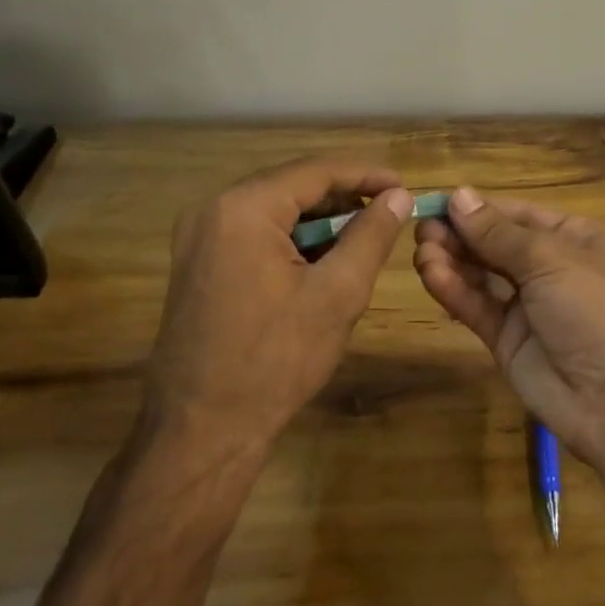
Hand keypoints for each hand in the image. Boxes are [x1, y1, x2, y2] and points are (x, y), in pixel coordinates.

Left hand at [143, 159, 412, 456]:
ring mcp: (199, 237)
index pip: (317, 171)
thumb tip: (399, 197)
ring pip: (277, 209)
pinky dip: (294, 238)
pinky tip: (323, 261)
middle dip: (344, 197)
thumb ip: (372, 235)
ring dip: (321, 219)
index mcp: (242, 208)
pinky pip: (256, 231)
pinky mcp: (199, 262)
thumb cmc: (275, 361)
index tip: (405, 187)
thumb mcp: (338, 293)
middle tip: (388, 213)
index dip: (367, 175)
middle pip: (294, 185)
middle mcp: (213, 209)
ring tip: (363, 238)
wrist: (200, 434)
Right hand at [413, 187, 604, 463]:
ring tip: (421, 251)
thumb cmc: (595, 307)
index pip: (518, 215)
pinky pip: (478, 308)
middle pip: (496, 244)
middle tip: (421, 228)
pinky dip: (455, 291)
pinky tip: (431, 275)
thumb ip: (498, 233)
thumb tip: (459, 196)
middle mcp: (550, 267)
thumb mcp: (550, 259)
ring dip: (452, 261)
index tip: (438, 202)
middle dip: (460, 235)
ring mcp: (529, 306)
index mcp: (574, 238)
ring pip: (483, 276)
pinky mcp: (509, 340)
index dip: (479, 208)